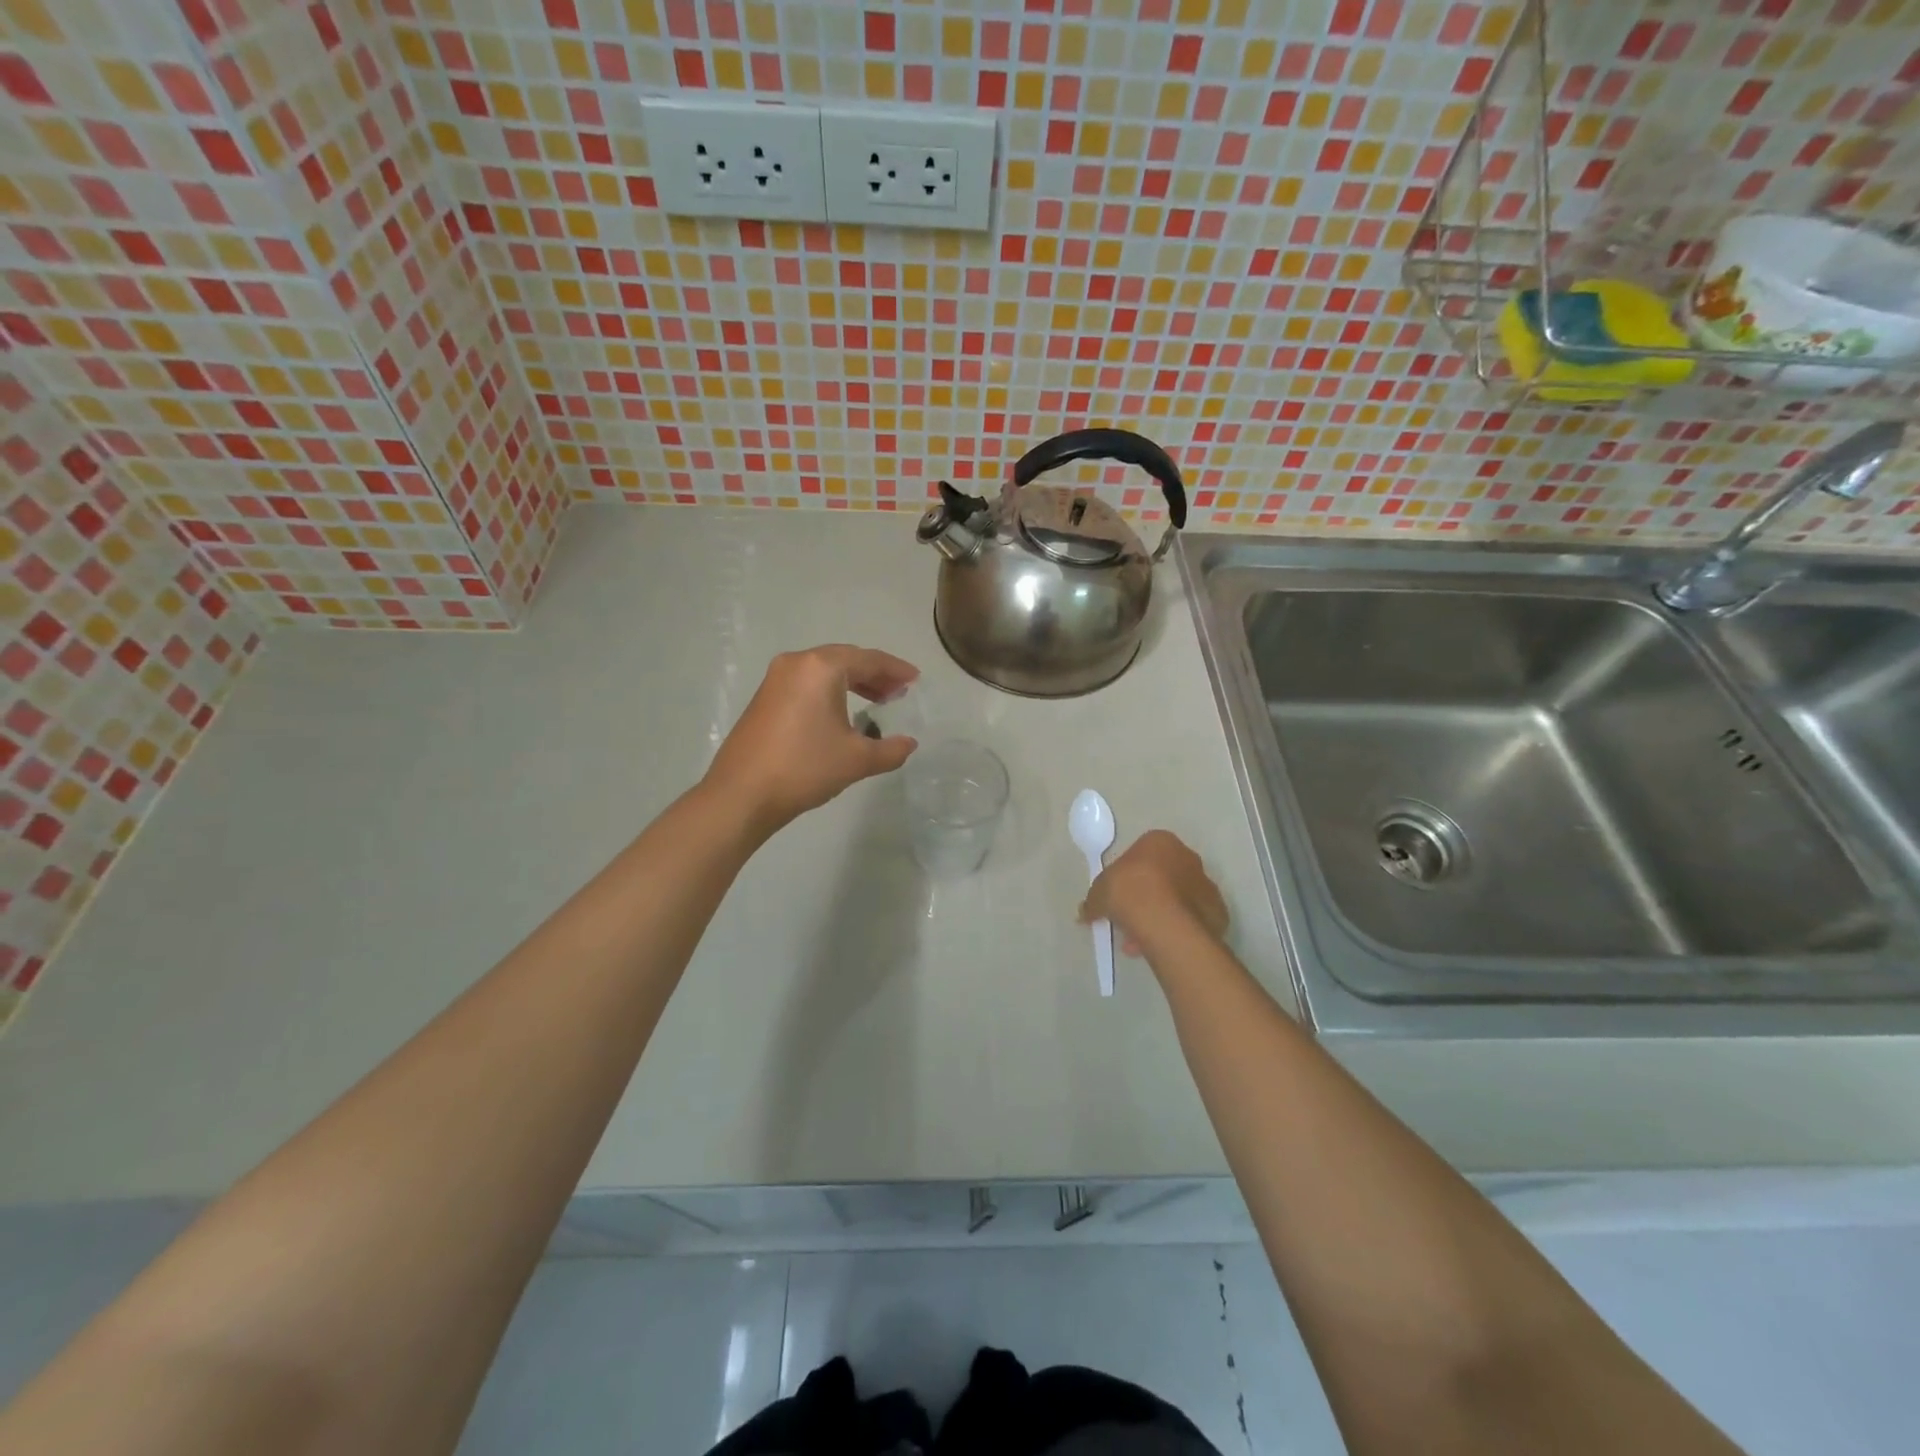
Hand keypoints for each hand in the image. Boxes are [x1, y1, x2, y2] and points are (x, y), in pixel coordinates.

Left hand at [704, 645, 919, 835]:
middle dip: (874, 674)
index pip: (869, 659)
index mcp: (821, 668)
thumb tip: (908, 744)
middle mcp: (797, 663)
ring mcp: (776, 679)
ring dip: (852, 682)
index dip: (896, 670)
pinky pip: (807, 683)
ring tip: (875, 703)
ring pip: (824, 671)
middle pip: (845, 659)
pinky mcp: (764, 697)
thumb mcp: (857, 760)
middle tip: (897, 693)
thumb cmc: (804, 768)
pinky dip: (830, 691)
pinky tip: (841, 714)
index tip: (915, 681)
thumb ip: (891, 749)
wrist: (742, 795)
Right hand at [1079, 830, 1228, 955]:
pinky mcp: (1217, 911)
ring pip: (1178, 900)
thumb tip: (1086, 912)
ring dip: (1160, 917)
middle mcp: (1187, 857)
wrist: (1165, 920)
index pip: (1140, 855)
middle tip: (1129, 920)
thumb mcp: (1098, 893)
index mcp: (1160, 841)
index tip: (1117, 897)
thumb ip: (1093, 901)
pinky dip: (1178, 930)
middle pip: (1162, 877)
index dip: (1126, 877)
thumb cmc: (1129, 891)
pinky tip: (1161, 945)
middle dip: (1146, 898)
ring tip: (1140, 942)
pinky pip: (1192, 920)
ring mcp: (1206, 884)